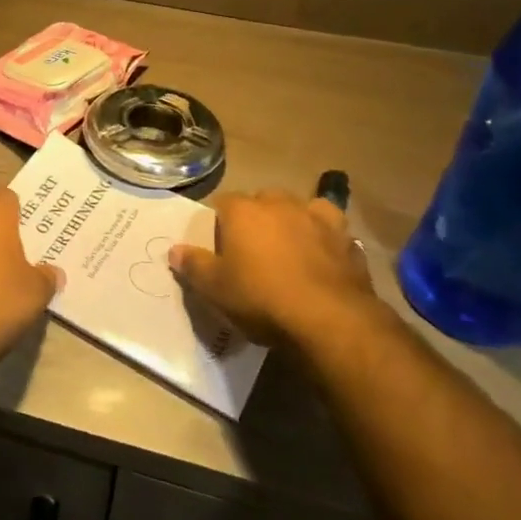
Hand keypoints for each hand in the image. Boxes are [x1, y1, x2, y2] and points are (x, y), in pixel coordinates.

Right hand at [168, 190, 376, 346]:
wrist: (329, 319)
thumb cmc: (262, 299)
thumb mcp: (216, 289)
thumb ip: (194, 266)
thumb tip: (174, 250)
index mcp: (243, 211)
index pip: (223, 203)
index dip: (220, 222)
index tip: (220, 246)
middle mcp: (279, 204)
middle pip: (262, 200)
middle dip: (257, 217)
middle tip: (253, 249)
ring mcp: (316, 218)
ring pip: (300, 207)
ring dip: (294, 220)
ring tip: (291, 245)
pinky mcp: (346, 239)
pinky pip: (331, 229)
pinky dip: (325, 237)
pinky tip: (324, 254)